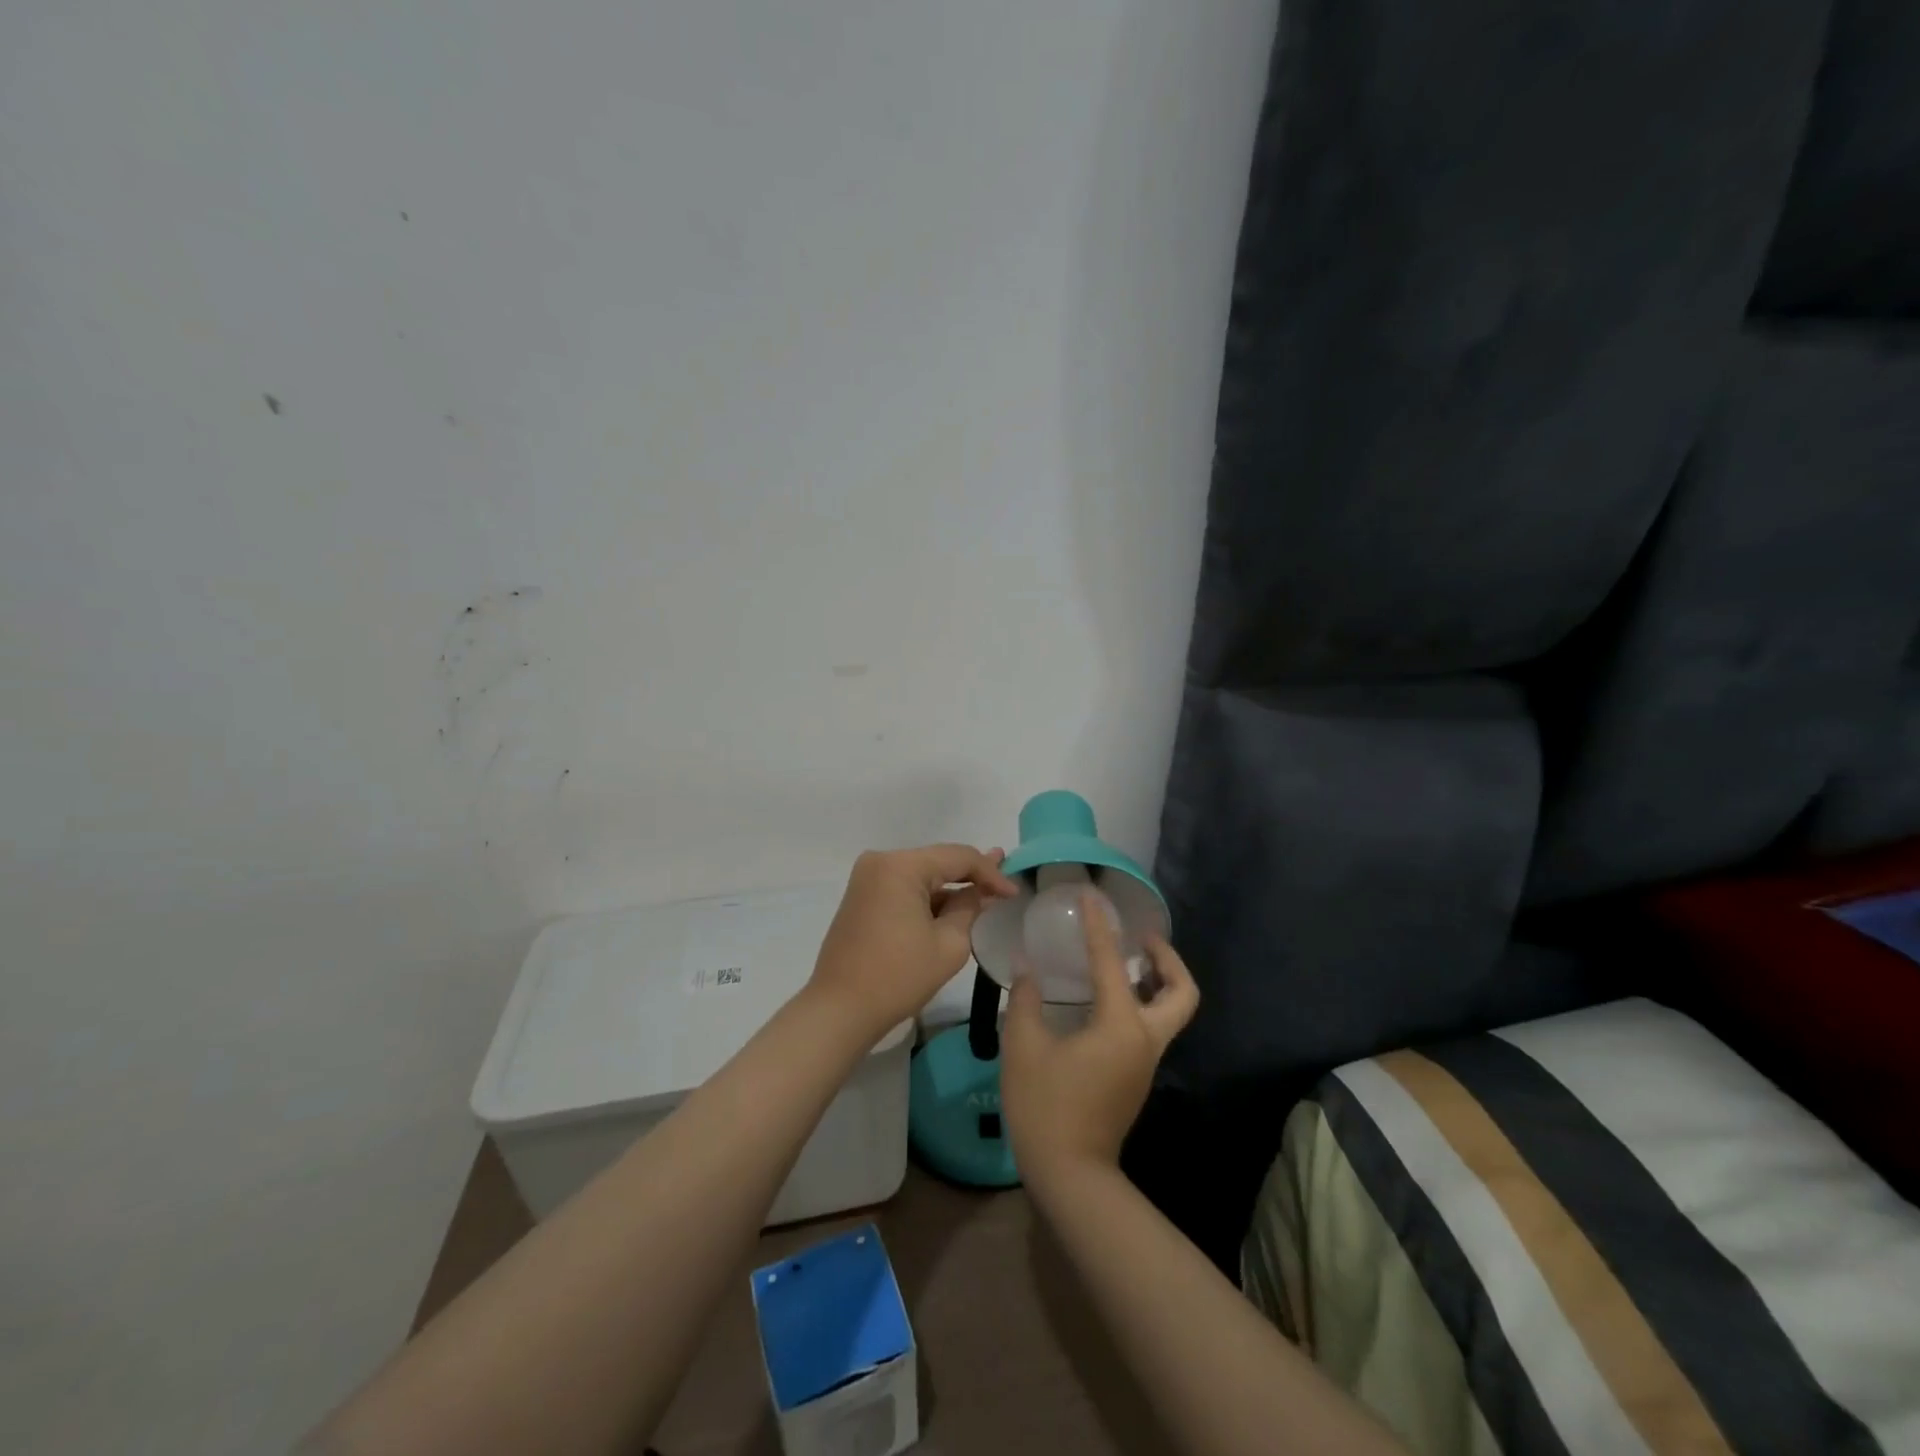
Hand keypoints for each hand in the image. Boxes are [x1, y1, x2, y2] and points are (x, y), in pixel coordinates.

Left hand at [808, 844, 1019, 1040]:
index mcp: (901, 866)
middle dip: (971, 874)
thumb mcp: (948, 944)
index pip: (958, 857)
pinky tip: (953, 903)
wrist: (840, 1010)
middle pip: (937, 860)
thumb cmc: (898, 977)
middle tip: (1005, 878)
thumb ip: (970, 909)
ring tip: (985, 889)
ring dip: (950, 886)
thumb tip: (982, 893)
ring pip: (921, 874)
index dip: (991, 872)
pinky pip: (904, 887)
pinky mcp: (862, 897)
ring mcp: (867, 878)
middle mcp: (881, 861)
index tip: (1015, 892)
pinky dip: (929, 897)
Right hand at [1001, 892, 1199, 1181]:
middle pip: (1180, 993)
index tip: (1094, 897)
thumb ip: (1026, 1000)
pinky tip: (1105, 999)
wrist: (1069, 1174)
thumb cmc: (1045, 1106)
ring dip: (1157, 981)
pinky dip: (1140, 1003)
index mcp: (1120, 1026)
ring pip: (1169, 1012)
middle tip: (1142, 938)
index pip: (1112, 962)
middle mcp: (1144, 1040)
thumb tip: (1029, 969)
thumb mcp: (1024, 1046)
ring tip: (1125, 961)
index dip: (1100, 926)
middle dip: (1168, 960)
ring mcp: (1144, 1062)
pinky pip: (1150, 1028)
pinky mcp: (1135, 1077)